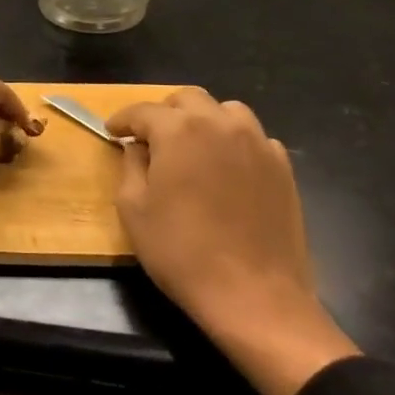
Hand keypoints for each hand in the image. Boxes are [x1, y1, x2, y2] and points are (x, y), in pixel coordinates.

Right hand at [107, 88, 358, 394]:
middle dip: (164, 113)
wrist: (254, 295)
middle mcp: (220, 124)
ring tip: (193, 147)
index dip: (123, 120)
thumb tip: (137, 147)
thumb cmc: (182, 252)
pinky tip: (227, 169)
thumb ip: (131, 166)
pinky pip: (254, 138)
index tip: (112, 131)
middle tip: (151, 138)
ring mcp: (258, 143)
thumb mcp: (134, 209)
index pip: (144, 110)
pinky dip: (235, 143)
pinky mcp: (282, 167)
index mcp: (179, 130)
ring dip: (204, 120)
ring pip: (226, 111)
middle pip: (188, 99)